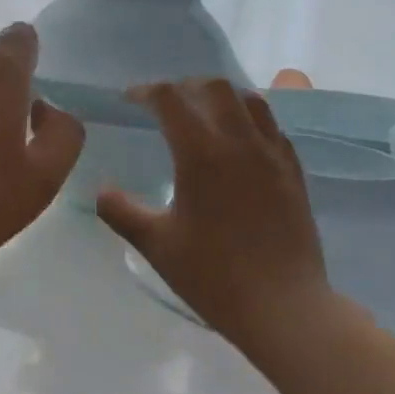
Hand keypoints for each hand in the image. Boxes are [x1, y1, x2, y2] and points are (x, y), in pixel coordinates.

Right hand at [96, 80, 338, 347]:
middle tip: (164, 105)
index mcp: (202, 154)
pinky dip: (249, 120)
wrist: (283, 306)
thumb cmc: (212, 275)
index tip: (129, 100)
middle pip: (215, 87)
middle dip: (184, 87)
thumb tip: (101, 190)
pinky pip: (272, 127)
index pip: (171, 100)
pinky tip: (237, 144)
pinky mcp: (294, 173)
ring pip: (250, 101)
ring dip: (221, 97)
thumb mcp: (155, 244)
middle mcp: (240, 143)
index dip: (146, 92)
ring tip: (201, 116)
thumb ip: (120, 211)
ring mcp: (273, 156)